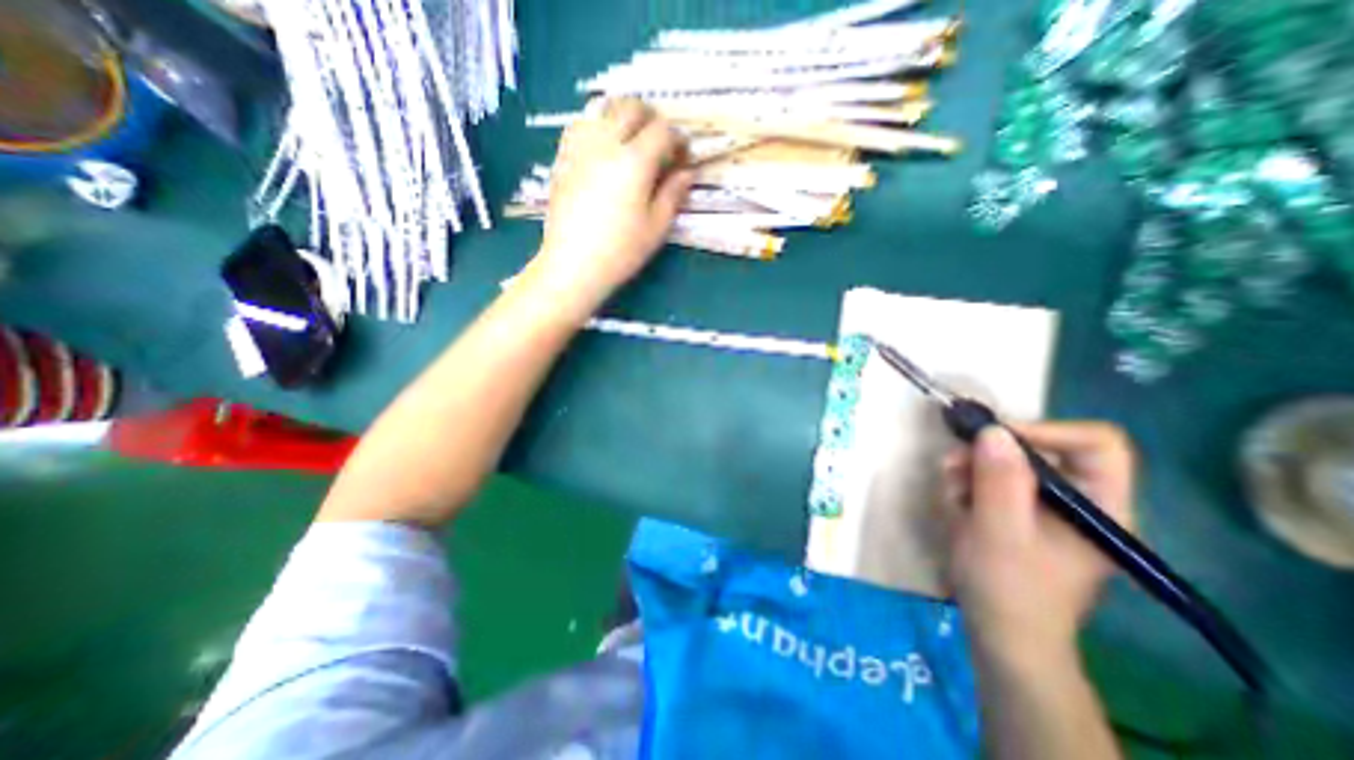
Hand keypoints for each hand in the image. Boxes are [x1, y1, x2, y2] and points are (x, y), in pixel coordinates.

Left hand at [528, 95, 691, 313]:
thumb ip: (673, 194)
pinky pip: (580, 124)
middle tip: (660, 142)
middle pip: (631, 107)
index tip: (683, 157)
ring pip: (602, 108)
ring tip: (631, 140)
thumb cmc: (620, 251)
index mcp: (634, 161)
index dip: (678, 139)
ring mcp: (579, 147)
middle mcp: (606, 143)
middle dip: (651, 118)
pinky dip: (597, 124)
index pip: (662, 131)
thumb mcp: (656, 227)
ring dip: (622, 116)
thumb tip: (687, 173)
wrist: (573, 264)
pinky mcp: (562, 158)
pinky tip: (602, 147)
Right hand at [943, 424, 1138, 667]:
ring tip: (950, 496)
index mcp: (1099, 507)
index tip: (993, 438)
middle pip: (1039, 450)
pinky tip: (954, 507)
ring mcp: (1046, 508)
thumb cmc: (1008, 589)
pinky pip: (991, 482)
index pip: (1095, 444)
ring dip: (969, 472)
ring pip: (1006, 464)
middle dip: (988, 455)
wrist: (1000, 635)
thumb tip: (993, 430)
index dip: (1046, 430)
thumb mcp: (999, 532)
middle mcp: (1077, 501)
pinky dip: (966, 487)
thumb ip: (998, 481)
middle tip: (952, 466)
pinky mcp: (1019, 515)